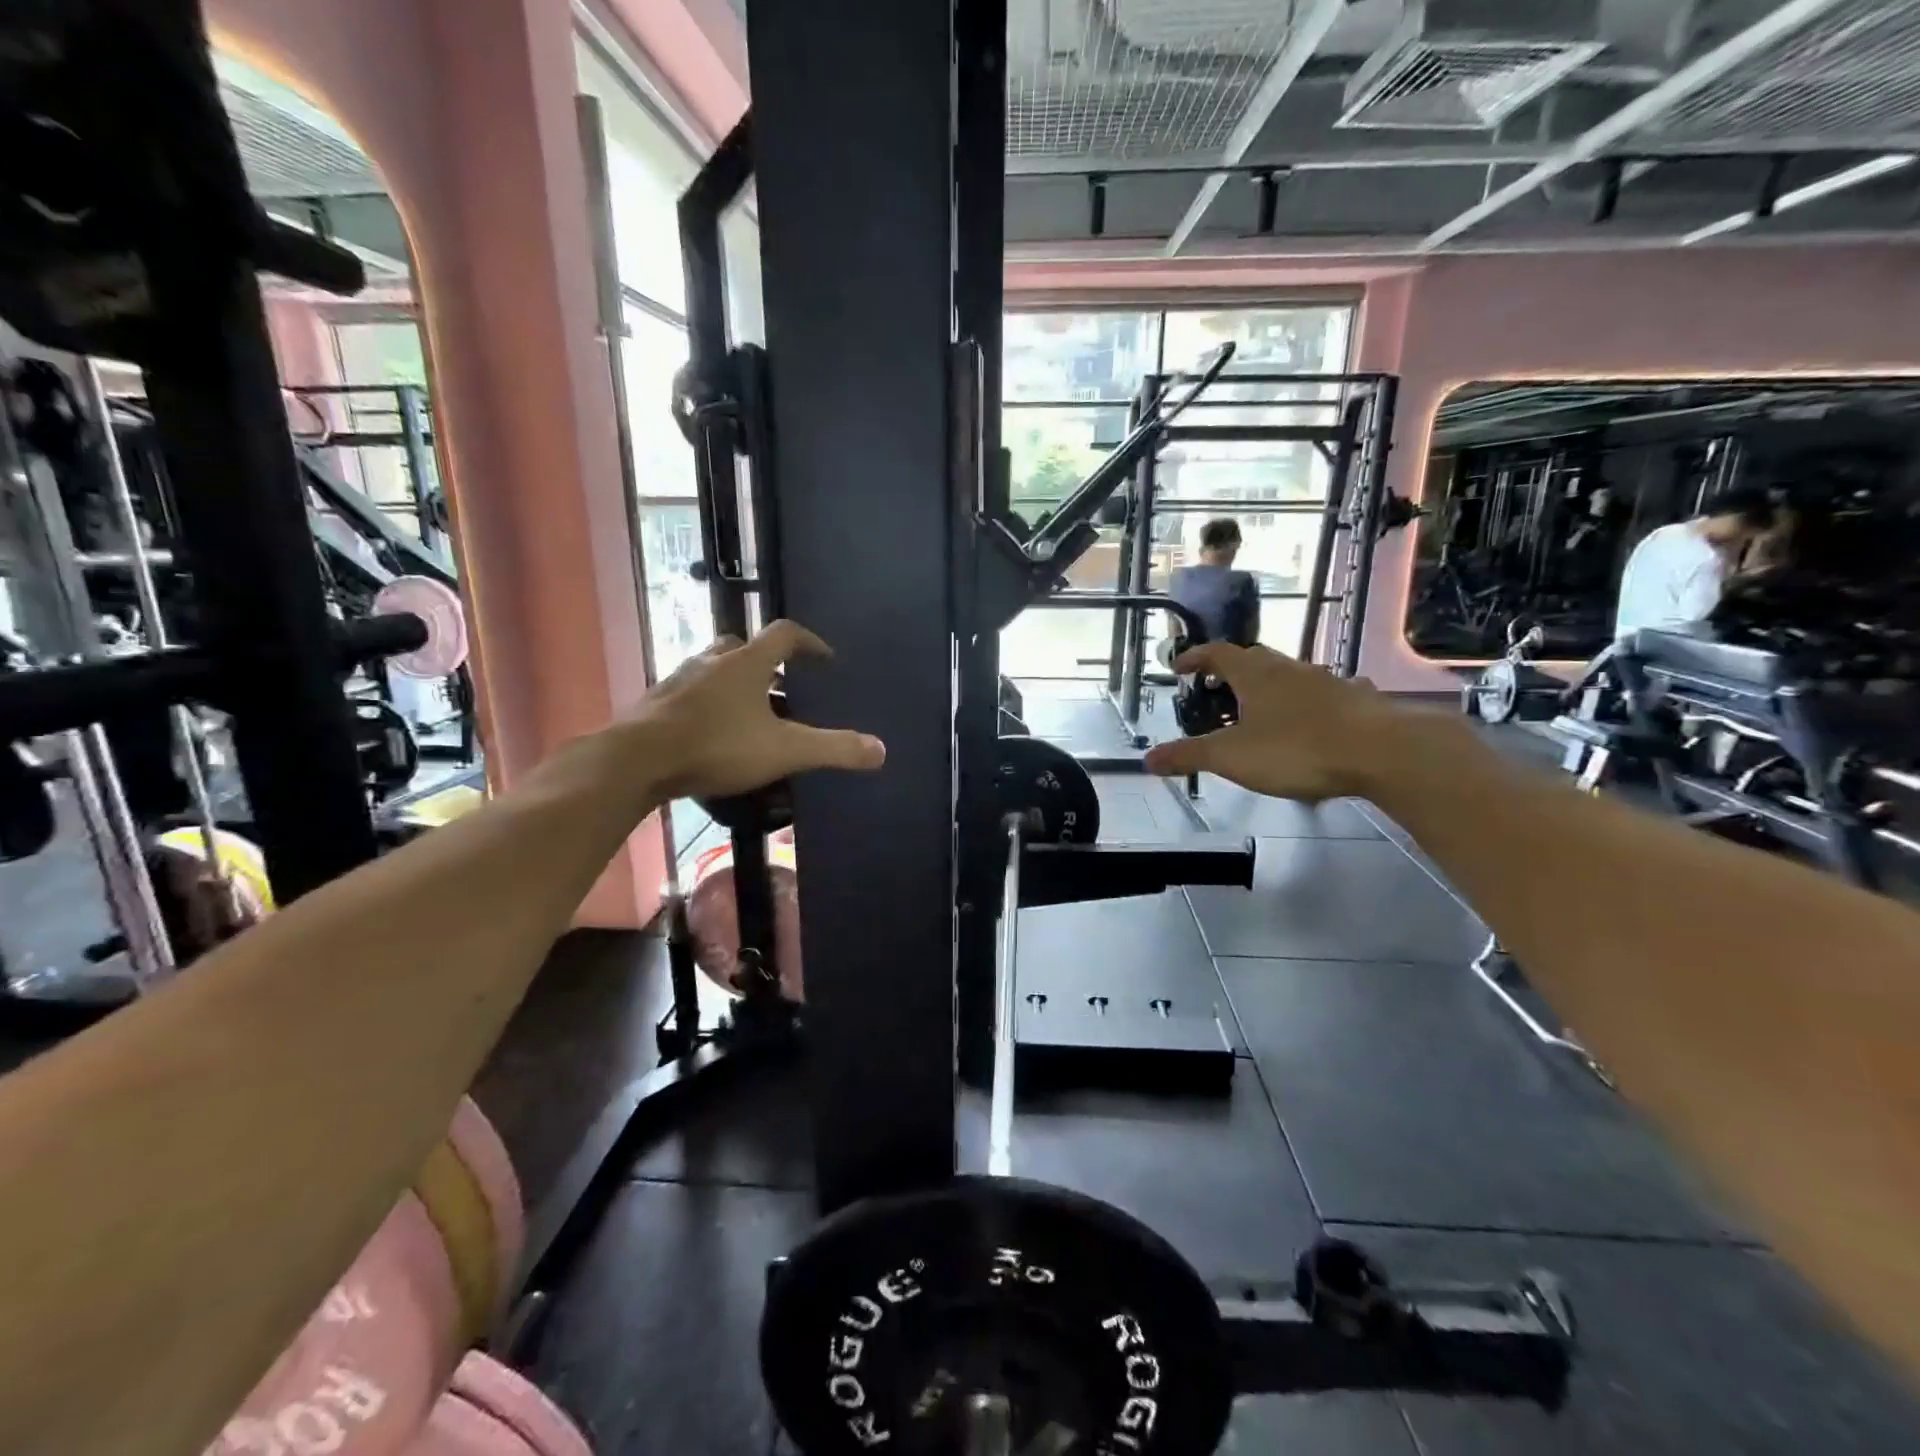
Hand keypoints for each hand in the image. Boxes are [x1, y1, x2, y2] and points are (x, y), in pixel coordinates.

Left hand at [631, 621, 885, 800]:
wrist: (636, 761)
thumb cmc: (717, 746)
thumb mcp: (784, 751)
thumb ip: (833, 749)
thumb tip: (881, 750)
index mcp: (746, 662)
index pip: (785, 634)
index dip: (809, 642)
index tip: (825, 659)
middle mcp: (711, 661)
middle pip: (743, 646)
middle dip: (767, 662)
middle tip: (784, 687)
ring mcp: (679, 680)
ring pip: (713, 669)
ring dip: (734, 683)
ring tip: (749, 714)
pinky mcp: (656, 703)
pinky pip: (690, 694)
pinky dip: (707, 705)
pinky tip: (711, 734)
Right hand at [1141, 644, 1404, 802]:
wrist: (1381, 752)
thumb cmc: (1296, 748)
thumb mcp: (1231, 757)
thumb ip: (1189, 756)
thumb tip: (1147, 760)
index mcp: (1254, 674)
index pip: (1216, 652)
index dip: (1194, 657)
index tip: (1178, 668)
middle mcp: (1288, 669)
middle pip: (1253, 659)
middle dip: (1230, 671)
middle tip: (1214, 691)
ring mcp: (1325, 682)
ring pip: (1288, 676)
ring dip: (1268, 687)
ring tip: (1257, 711)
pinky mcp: (1354, 700)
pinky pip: (1321, 695)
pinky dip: (1304, 703)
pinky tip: (1310, 722)